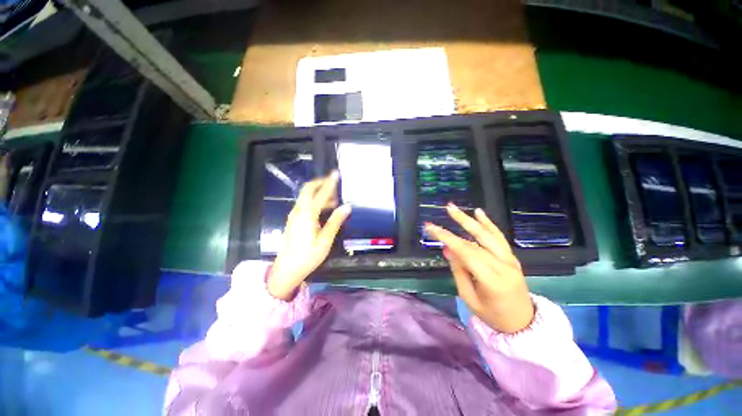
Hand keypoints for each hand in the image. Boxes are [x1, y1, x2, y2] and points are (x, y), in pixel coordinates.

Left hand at [267, 171, 350, 299]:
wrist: (287, 269)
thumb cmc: (308, 256)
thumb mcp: (325, 240)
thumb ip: (335, 221)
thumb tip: (347, 207)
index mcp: (307, 215)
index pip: (320, 194)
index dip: (329, 183)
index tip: (336, 174)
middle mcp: (298, 211)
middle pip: (308, 189)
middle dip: (321, 183)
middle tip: (334, 184)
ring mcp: (294, 215)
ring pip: (306, 196)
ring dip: (318, 192)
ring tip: (334, 199)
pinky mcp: (294, 219)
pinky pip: (304, 203)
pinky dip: (315, 200)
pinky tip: (325, 209)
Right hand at [425, 204, 534, 332]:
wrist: (522, 322)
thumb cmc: (492, 315)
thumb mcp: (469, 298)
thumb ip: (458, 271)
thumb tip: (448, 248)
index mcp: (492, 280)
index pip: (466, 253)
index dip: (448, 238)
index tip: (431, 228)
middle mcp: (503, 266)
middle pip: (478, 240)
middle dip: (460, 222)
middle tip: (448, 208)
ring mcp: (510, 260)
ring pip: (488, 235)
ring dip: (471, 219)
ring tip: (456, 208)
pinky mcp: (512, 257)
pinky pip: (499, 237)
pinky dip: (488, 224)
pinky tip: (479, 212)